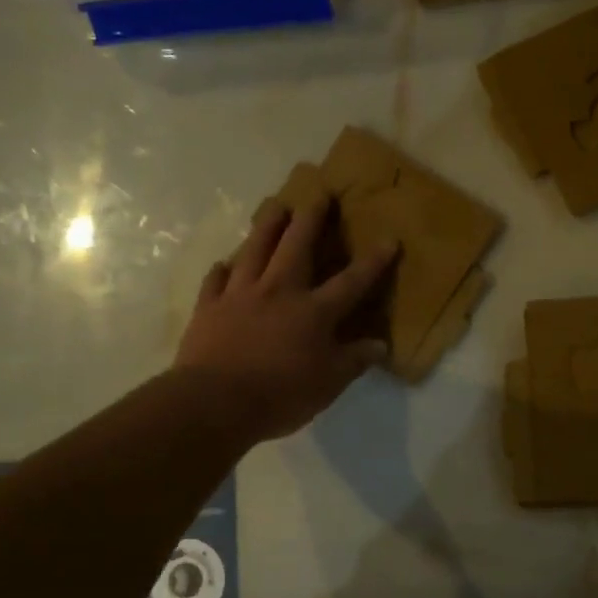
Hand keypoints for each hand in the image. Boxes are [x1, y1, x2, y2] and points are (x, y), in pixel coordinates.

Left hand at [174, 197, 397, 443]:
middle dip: (311, 219)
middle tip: (318, 194)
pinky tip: (224, 264)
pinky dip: (221, 270)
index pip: (351, 282)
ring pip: (254, 250)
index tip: (389, 239)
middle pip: (297, 246)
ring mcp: (240, 295)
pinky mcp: (209, 307)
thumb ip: (354, 361)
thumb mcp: (328, 384)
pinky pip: (215, 281)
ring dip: (266, 226)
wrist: (215, 403)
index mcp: (313, 312)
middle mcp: (278, 292)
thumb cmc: (279, 395)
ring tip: (274, 207)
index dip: (372, 262)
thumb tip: (380, 345)